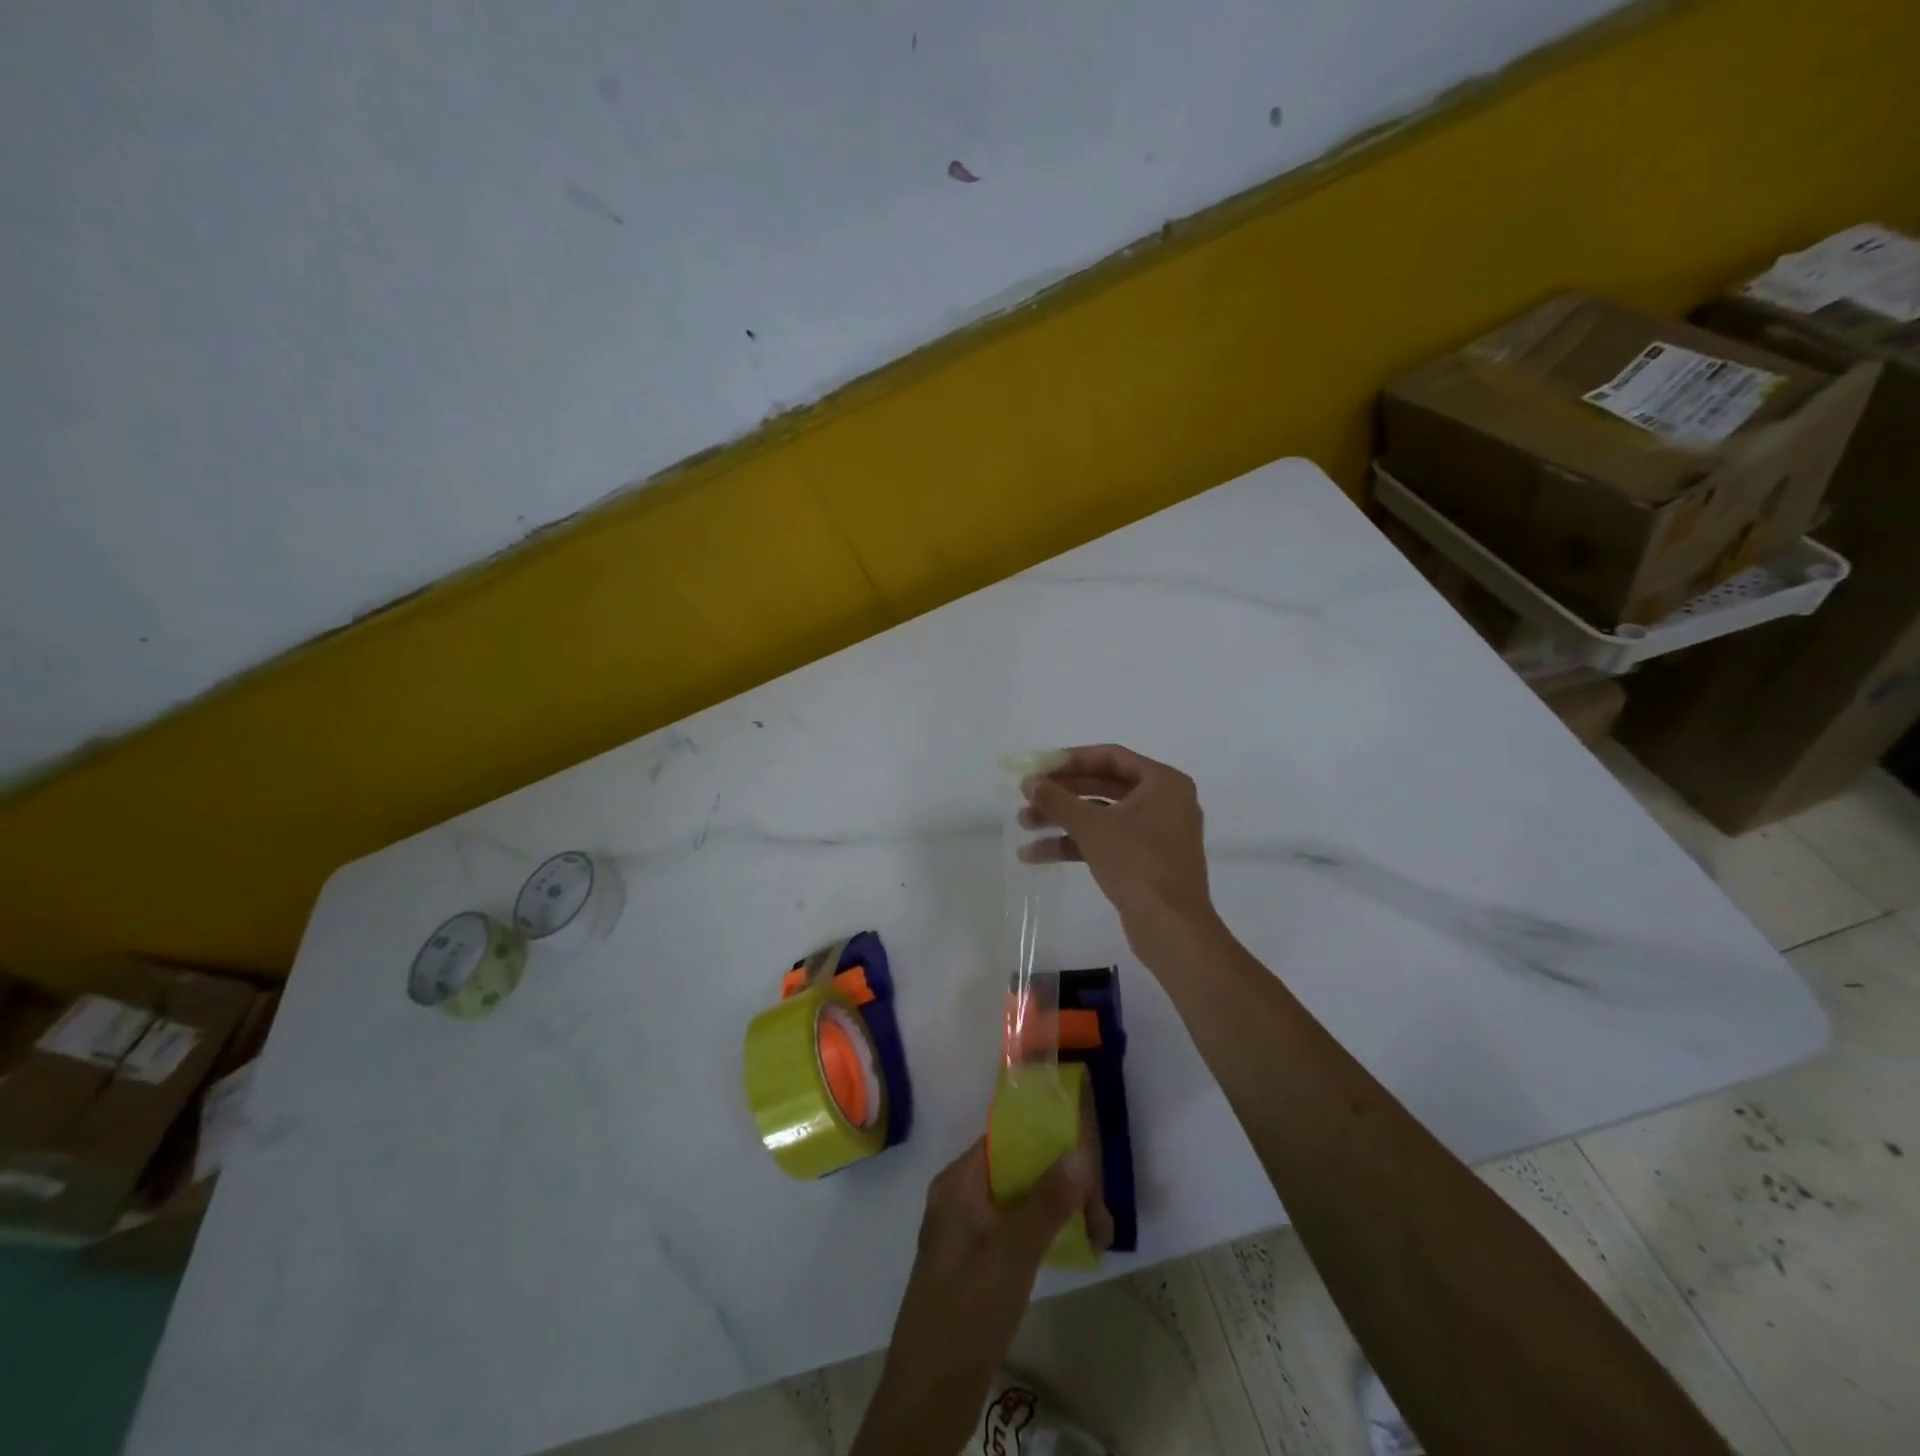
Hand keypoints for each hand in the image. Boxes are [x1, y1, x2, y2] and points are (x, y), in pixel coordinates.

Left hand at [851, 1139, 1102, 1455]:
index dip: (1045, 1141)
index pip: (1004, 1140)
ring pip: (1019, 1201)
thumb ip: (1048, 1199)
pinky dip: (1042, 1232)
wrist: (930, 1392)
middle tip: (1102, 1214)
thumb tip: (1080, 1152)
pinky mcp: (974, 1262)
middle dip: (1061, 1183)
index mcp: (958, 1182)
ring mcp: (965, 1231)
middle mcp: (959, 1197)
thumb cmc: (969, 1307)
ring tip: (1099, 1234)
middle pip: (1016, 1171)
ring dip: (1057, 1210)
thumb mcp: (1014, 1250)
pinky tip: (1073, 1247)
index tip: (1087, 1156)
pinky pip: (1013, 1229)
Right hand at [1019, 744, 1217, 953]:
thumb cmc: (1136, 862)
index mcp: (1163, 782)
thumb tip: (1028, 781)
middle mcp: (1164, 802)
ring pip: (1102, 816)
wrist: (1170, 926)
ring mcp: (1156, 834)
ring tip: (1024, 824)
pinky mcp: (1146, 862)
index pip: (1111, 757)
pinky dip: (1075, 844)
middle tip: (1028, 796)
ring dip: (1063, 819)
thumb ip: (1057, 799)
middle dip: (1063, 794)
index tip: (1040, 766)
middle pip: (1104, 786)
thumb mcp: (1091, 826)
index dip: (1072, 759)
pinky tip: (1037, 855)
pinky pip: (1107, 841)